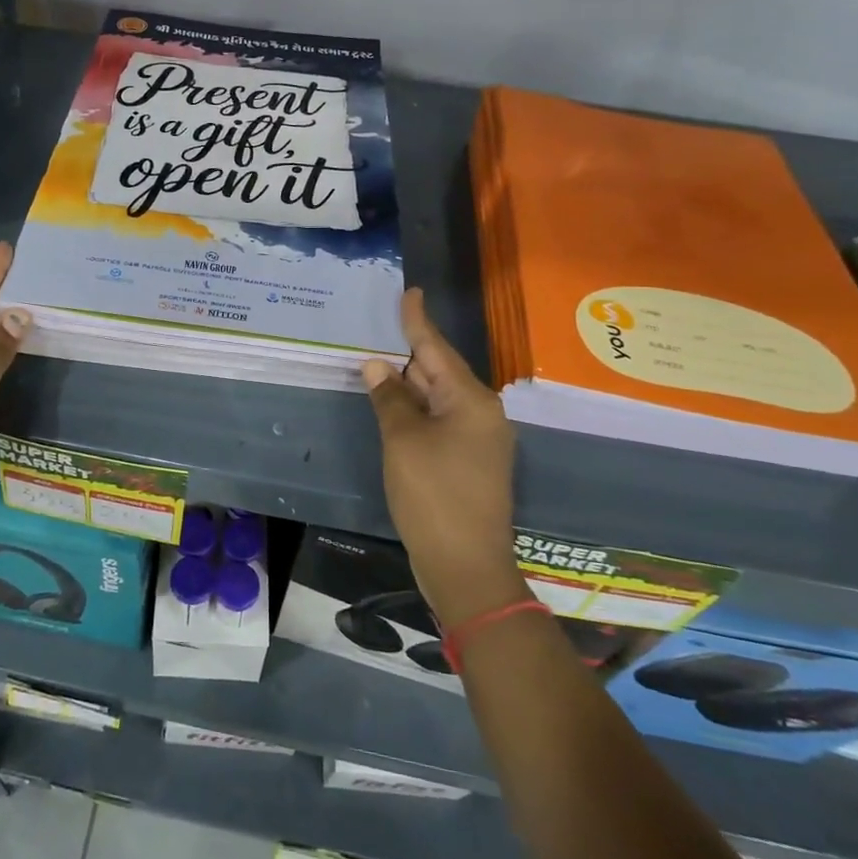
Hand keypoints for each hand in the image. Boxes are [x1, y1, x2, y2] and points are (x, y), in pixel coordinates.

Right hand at [363, 289, 523, 629]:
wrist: (466, 567)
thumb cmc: (434, 496)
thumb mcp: (403, 442)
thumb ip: (390, 399)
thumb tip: (378, 366)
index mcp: (470, 401)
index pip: (436, 348)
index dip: (417, 320)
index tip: (410, 291)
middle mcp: (480, 414)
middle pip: (438, 371)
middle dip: (408, 354)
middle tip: (377, 329)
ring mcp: (477, 440)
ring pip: (437, 398)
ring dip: (408, 385)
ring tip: (377, 363)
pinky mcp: (468, 462)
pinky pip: (438, 422)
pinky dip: (415, 411)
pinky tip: (392, 407)